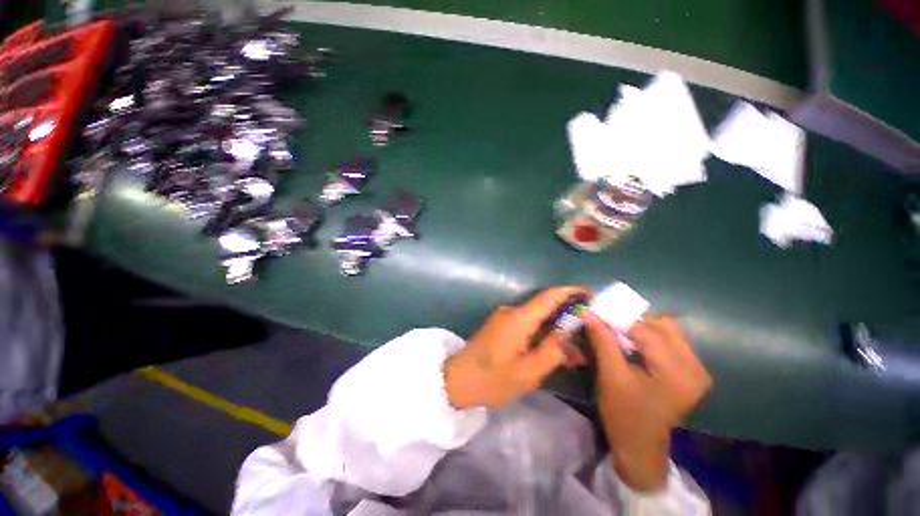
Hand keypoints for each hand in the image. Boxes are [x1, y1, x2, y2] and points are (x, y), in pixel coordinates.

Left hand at [445, 287, 588, 408]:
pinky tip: (555, 353)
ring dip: (556, 333)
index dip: (571, 292)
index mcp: (519, 318)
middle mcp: (512, 312)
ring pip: (538, 320)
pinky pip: (528, 326)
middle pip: (546, 308)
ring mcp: (505, 318)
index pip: (549, 296)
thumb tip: (570, 328)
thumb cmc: (492, 379)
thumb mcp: (529, 371)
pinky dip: (543, 337)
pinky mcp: (502, 327)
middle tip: (590, 335)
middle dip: (569, 319)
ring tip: (577, 355)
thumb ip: (552, 348)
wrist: (458, 380)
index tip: (592, 295)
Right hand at [583, 313, 711, 491]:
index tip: (596, 312)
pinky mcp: (692, 371)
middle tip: (608, 325)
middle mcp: (695, 366)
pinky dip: (648, 338)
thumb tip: (588, 312)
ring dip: (640, 328)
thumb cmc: (623, 414)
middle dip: (631, 322)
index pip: (645, 330)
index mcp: (677, 371)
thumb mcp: (610, 375)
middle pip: (661, 325)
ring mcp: (697, 369)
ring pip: (666, 330)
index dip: (618, 318)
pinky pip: (670, 341)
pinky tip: (634, 346)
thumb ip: (602, 340)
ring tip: (619, 336)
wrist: (641, 446)